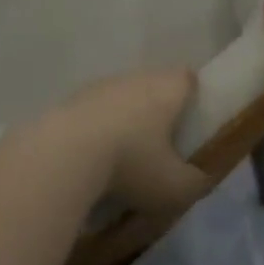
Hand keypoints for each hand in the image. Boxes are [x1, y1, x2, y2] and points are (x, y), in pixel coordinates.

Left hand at [52, 68, 210, 213]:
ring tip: (121, 157)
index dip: (192, 96)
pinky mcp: (71, 100)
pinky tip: (91, 159)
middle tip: (159, 145)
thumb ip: (195, 183)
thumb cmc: (131, 163)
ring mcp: (101, 86)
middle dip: (157, 111)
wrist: (63, 154)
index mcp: (168, 89)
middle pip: (154, 86)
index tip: (190, 121)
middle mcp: (137, 78)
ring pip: (122, 97)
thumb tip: (200, 179)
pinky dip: (96, 129)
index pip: (188, 78)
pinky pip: (94, 112)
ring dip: (124, 119)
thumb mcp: (174, 187)